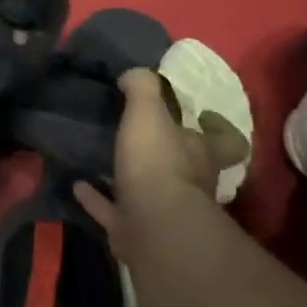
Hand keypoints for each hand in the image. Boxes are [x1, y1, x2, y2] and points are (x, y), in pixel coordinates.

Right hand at [74, 69, 249, 257]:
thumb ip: (143, 88)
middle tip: (145, 136)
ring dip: (131, 178)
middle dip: (172, 154)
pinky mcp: (136, 232)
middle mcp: (192, 185)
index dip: (221, 128)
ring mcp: (165, 213)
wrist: (152, 227)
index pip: (228, 141)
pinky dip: (97, 199)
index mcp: (201, 154)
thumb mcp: (148, 113)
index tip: (203, 115)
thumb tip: (135, 74)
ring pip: (152, 193)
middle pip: (191, 168)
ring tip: (104, 159)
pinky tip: (78, 185)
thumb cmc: (158, 163)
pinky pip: (113, 211)